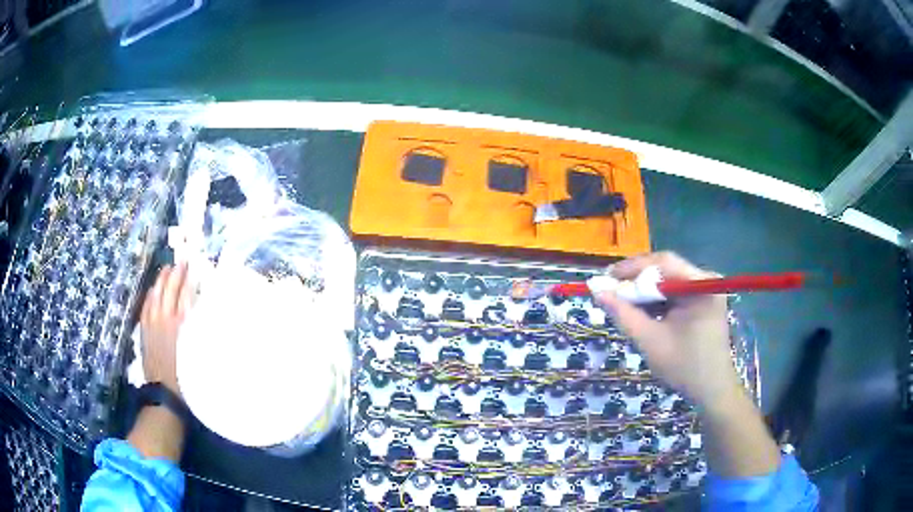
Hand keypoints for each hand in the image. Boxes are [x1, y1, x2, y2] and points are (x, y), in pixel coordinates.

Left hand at [140, 264, 192, 395]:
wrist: (165, 393)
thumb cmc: (186, 376)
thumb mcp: (196, 352)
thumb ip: (197, 329)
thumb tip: (200, 309)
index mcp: (180, 324)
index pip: (185, 294)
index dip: (188, 279)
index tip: (193, 268)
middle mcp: (165, 319)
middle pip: (170, 290)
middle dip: (176, 274)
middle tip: (182, 262)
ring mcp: (152, 323)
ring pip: (156, 294)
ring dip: (162, 281)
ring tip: (167, 269)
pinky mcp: (145, 330)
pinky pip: (146, 306)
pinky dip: (150, 295)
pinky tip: (153, 290)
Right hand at [596, 252, 741, 407]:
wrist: (712, 390)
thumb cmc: (684, 367)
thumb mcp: (650, 341)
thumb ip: (623, 314)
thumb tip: (597, 291)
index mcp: (700, 285)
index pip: (662, 263)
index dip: (631, 268)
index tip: (604, 279)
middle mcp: (706, 280)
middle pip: (666, 270)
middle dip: (637, 281)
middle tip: (611, 293)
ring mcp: (707, 289)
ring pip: (669, 280)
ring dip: (646, 291)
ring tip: (623, 304)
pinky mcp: (704, 300)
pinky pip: (676, 292)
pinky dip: (658, 300)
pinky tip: (643, 312)